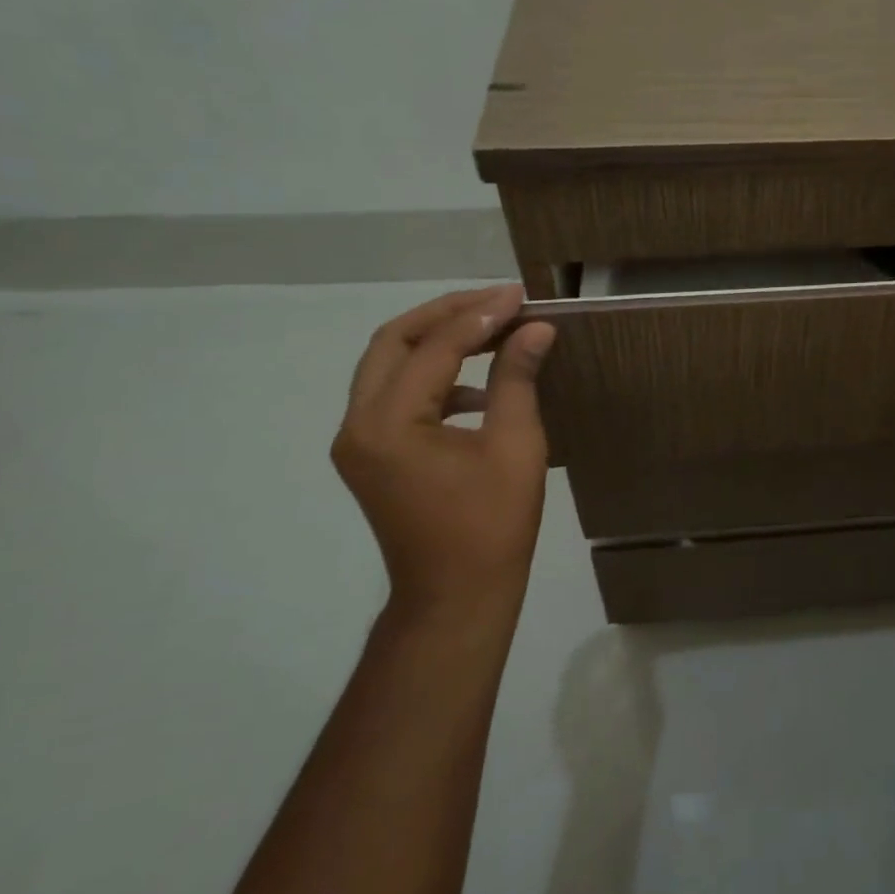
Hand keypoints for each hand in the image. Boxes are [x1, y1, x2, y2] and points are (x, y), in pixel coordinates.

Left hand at [331, 286, 556, 623]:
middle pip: (393, 342)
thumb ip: (517, 378)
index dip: (480, 315)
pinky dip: (433, 375)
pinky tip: (478, 386)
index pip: (433, 348)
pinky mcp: (371, 455)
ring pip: (389, 365)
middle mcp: (358, 425)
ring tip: (492, 329)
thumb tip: (536, 328)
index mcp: (389, 424)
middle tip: (498, 300)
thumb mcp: (515, 446)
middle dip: (447, 313)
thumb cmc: (492, 526)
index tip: (520, 295)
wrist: (456, 597)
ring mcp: (359, 441)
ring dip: (437, 340)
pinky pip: (395, 394)